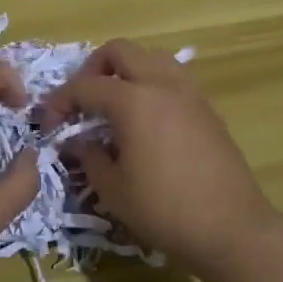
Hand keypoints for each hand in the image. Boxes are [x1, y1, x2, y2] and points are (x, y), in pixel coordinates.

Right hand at [42, 39, 278, 274]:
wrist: (233, 230)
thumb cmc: (165, 211)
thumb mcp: (114, 190)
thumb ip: (89, 157)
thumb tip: (78, 142)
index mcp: (133, 101)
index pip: (86, 86)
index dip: (61, 101)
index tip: (50, 124)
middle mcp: (162, 85)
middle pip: (120, 50)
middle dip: (93, 69)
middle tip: (84, 101)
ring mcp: (190, 93)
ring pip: (152, 57)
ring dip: (127, 70)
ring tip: (116, 104)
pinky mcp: (207, 109)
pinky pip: (173, 78)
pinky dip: (152, 85)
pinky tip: (147, 120)